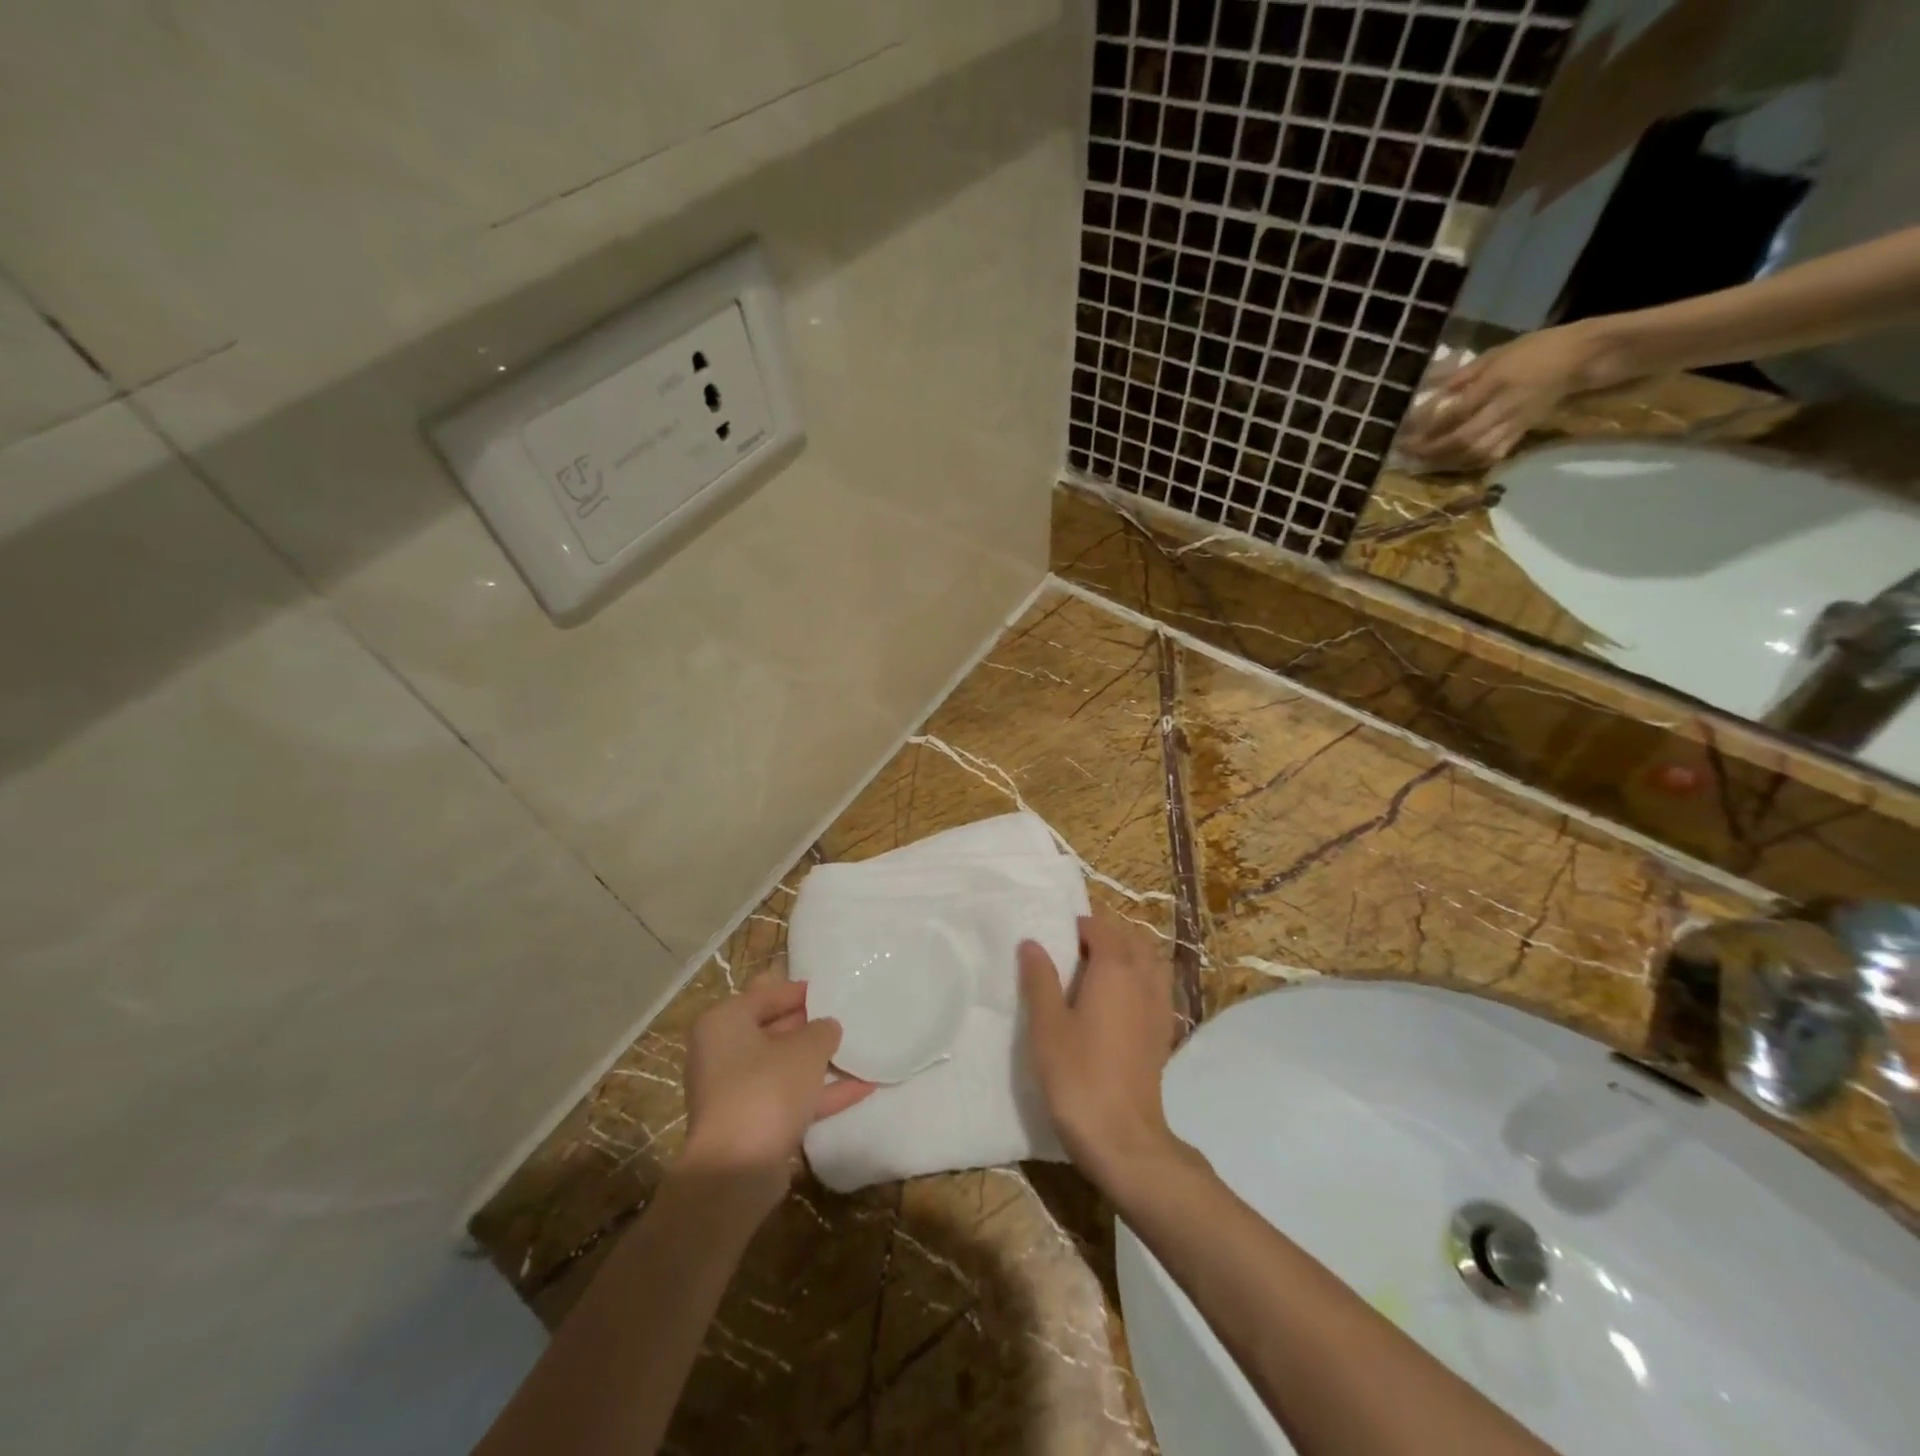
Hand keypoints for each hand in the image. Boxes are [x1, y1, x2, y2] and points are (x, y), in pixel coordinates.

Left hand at [679, 970, 873, 1200]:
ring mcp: (735, 1092)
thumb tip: (827, 1028)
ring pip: (783, 1067)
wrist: (737, 1170)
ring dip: (818, 1062)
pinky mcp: (751, 1125)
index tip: (831, 990)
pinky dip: (821, 1093)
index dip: (799, 991)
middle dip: (809, 1027)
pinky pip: (789, 1098)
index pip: (765, 994)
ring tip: (858, 1050)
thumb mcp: (806, 1048)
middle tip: (845, 1018)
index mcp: (724, 1023)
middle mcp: (722, 1053)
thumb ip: (822, 1030)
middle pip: (773, 1030)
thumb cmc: (767, 1087)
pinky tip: (863, 1088)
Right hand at [1018, 912, 1185, 1186]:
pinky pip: (1156, 988)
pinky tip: (1117, 1004)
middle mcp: (1143, 980)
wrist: (1123, 1137)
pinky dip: (1140, 981)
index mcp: (1115, 969)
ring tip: (1096, 973)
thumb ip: (1040, 979)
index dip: (1078, 926)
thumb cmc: (1078, 1075)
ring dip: (1128, 956)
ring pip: (1149, 962)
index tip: (1054, 937)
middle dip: (1106, 935)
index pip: (1101, 927)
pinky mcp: (1163, 1034)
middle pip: (1131, 940)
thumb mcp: (1047, 1025)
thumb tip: (1032, 943)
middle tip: (1072, 951)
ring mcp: (1159, 1007)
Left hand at [1402, 322, 1615, 468]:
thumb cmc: (1533, 349)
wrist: (1581, 357)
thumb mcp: (1495, 353)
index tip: (1404, 432)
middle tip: (1406, 454)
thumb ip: (1461, 375)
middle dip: (1430, 450)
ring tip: (1422, 461)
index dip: (1426, 426)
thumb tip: (1426, 391)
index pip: (1454, 411)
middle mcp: (1503, 406)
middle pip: (1462, 438)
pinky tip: (1450, 463)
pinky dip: (1468, 463)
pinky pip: (1492, 455)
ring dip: (1445, 461)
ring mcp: (1514, 422)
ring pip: (1475, 451)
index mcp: (1496, 381)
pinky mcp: (1522, 432)